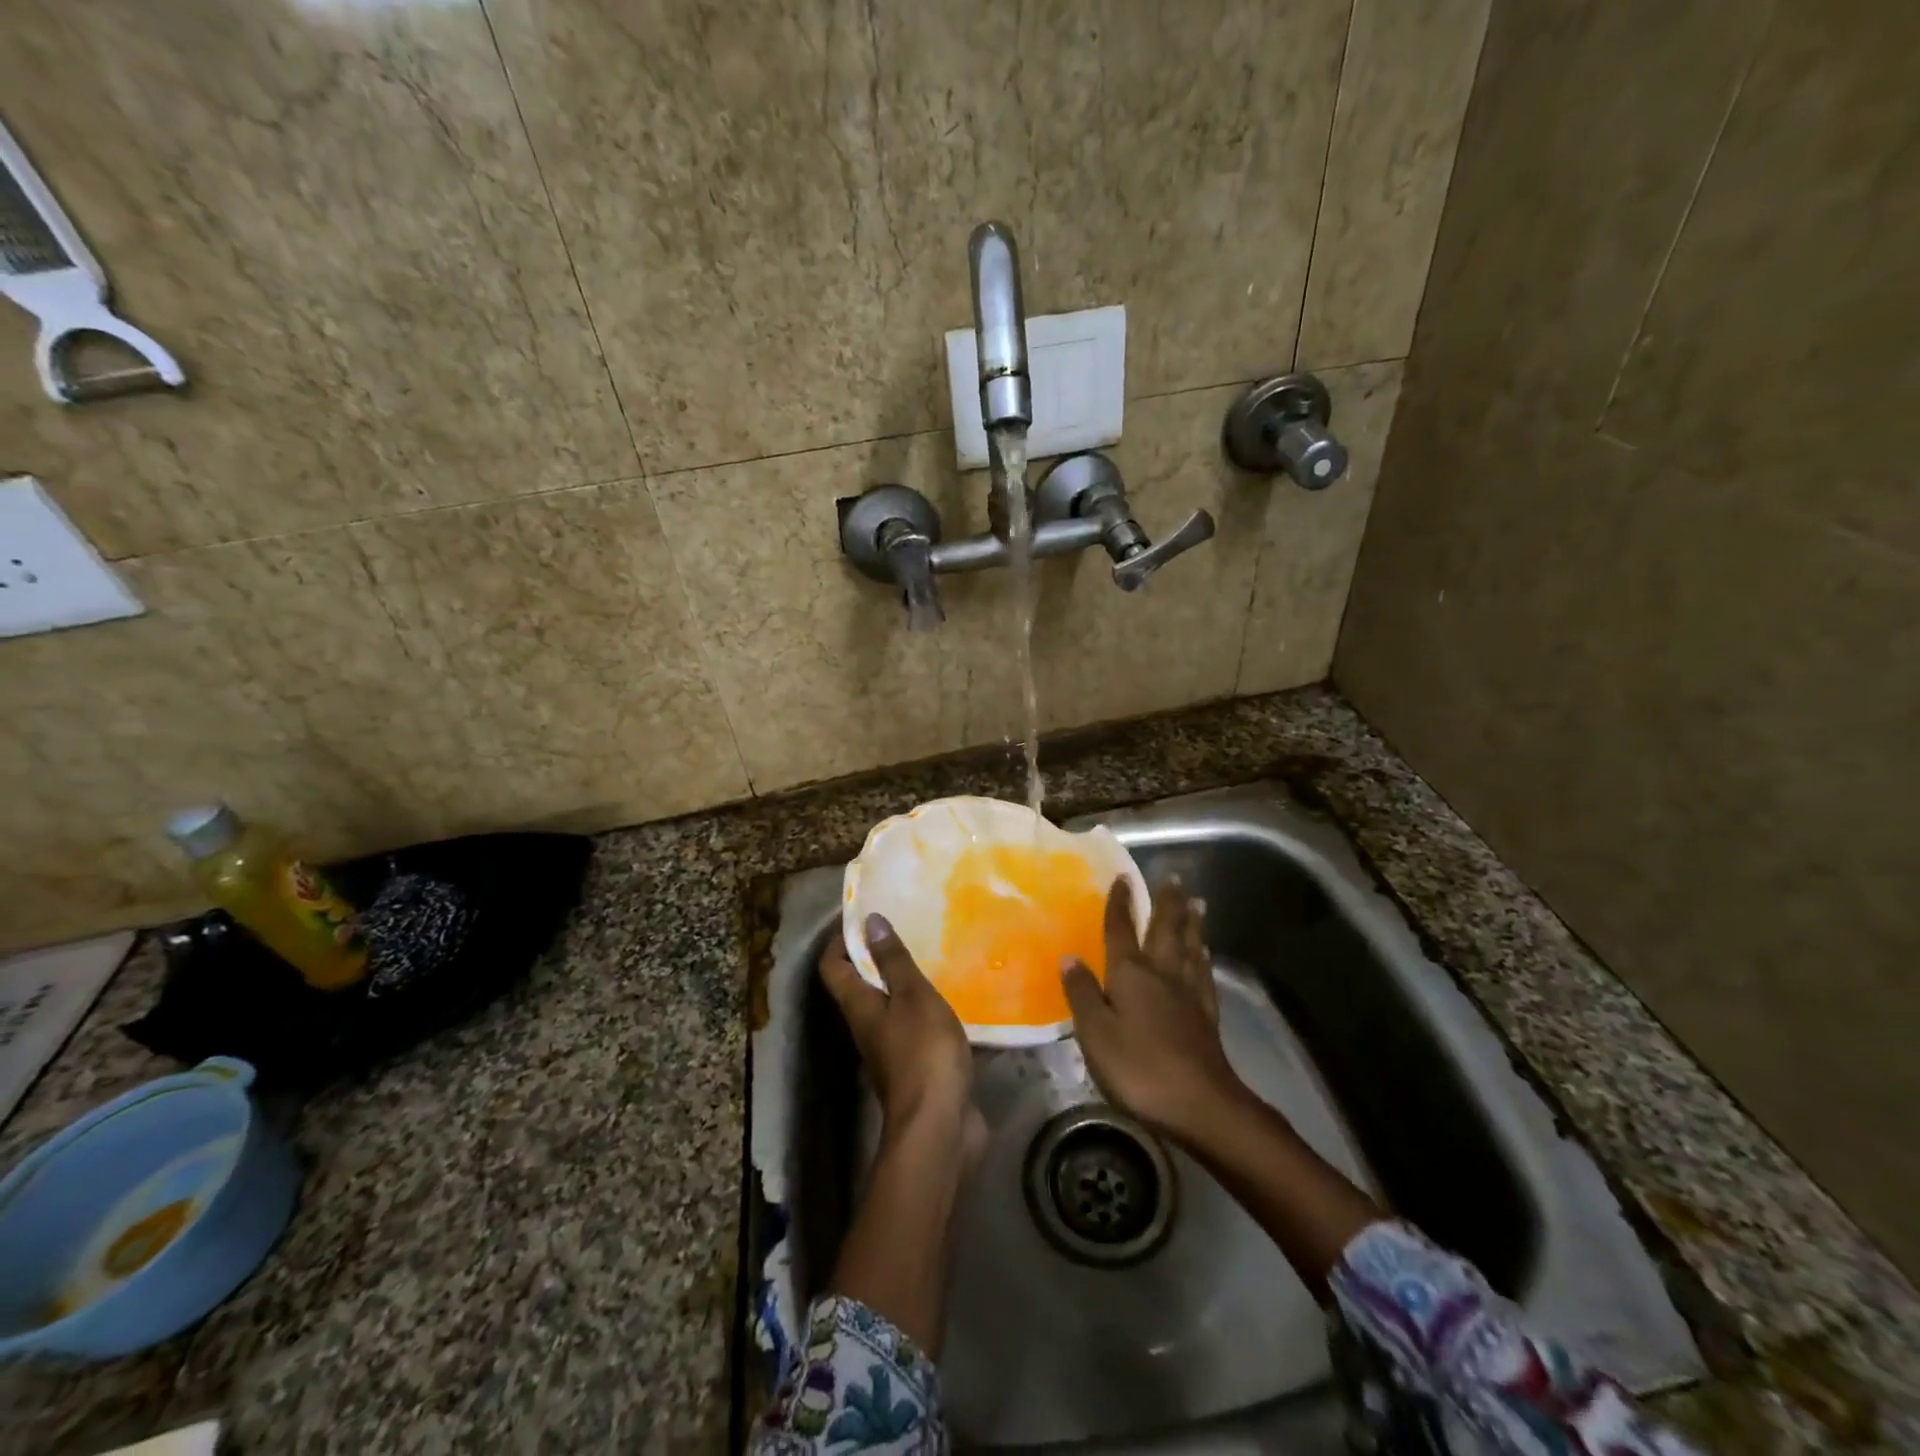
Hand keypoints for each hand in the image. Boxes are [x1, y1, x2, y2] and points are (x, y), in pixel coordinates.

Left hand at [820, 914, 974, 1138]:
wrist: (939, 1127)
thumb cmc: (922, 1053)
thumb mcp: (913, 997)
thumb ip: (893, 960)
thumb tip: (870, 921)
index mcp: (859, 1007)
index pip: (832, 966)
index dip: (842, 939)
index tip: (866, 917)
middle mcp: (867, 1027)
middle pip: (859, 986)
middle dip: (876, 956)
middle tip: (906, 930)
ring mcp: (891, 1050)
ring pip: (888, 1006)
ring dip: (903, 982)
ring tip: (930, 956)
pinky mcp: (916, 1067)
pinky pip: (914, 1027)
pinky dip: (924, 1008)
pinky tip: (949, 996)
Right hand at [1062, 879, 1247, 1144]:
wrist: (1201, 1105)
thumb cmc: (1139, 1068)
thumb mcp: (1096, 1033)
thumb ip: (1083, 993)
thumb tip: (1069, 956)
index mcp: (1131, 974)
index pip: (1121, 930)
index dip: (1119, 903)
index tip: (1123, 877)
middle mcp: (1162, 974)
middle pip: (1165, 930)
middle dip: (1167, 903)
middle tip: (1173, 877)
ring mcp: (1189, 994)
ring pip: (1190, 948)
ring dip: (1191, 923)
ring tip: (1197, 903)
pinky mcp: (1207, 1016)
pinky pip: (1205, 976)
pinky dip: (1204, 959)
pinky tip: (1205, 954)